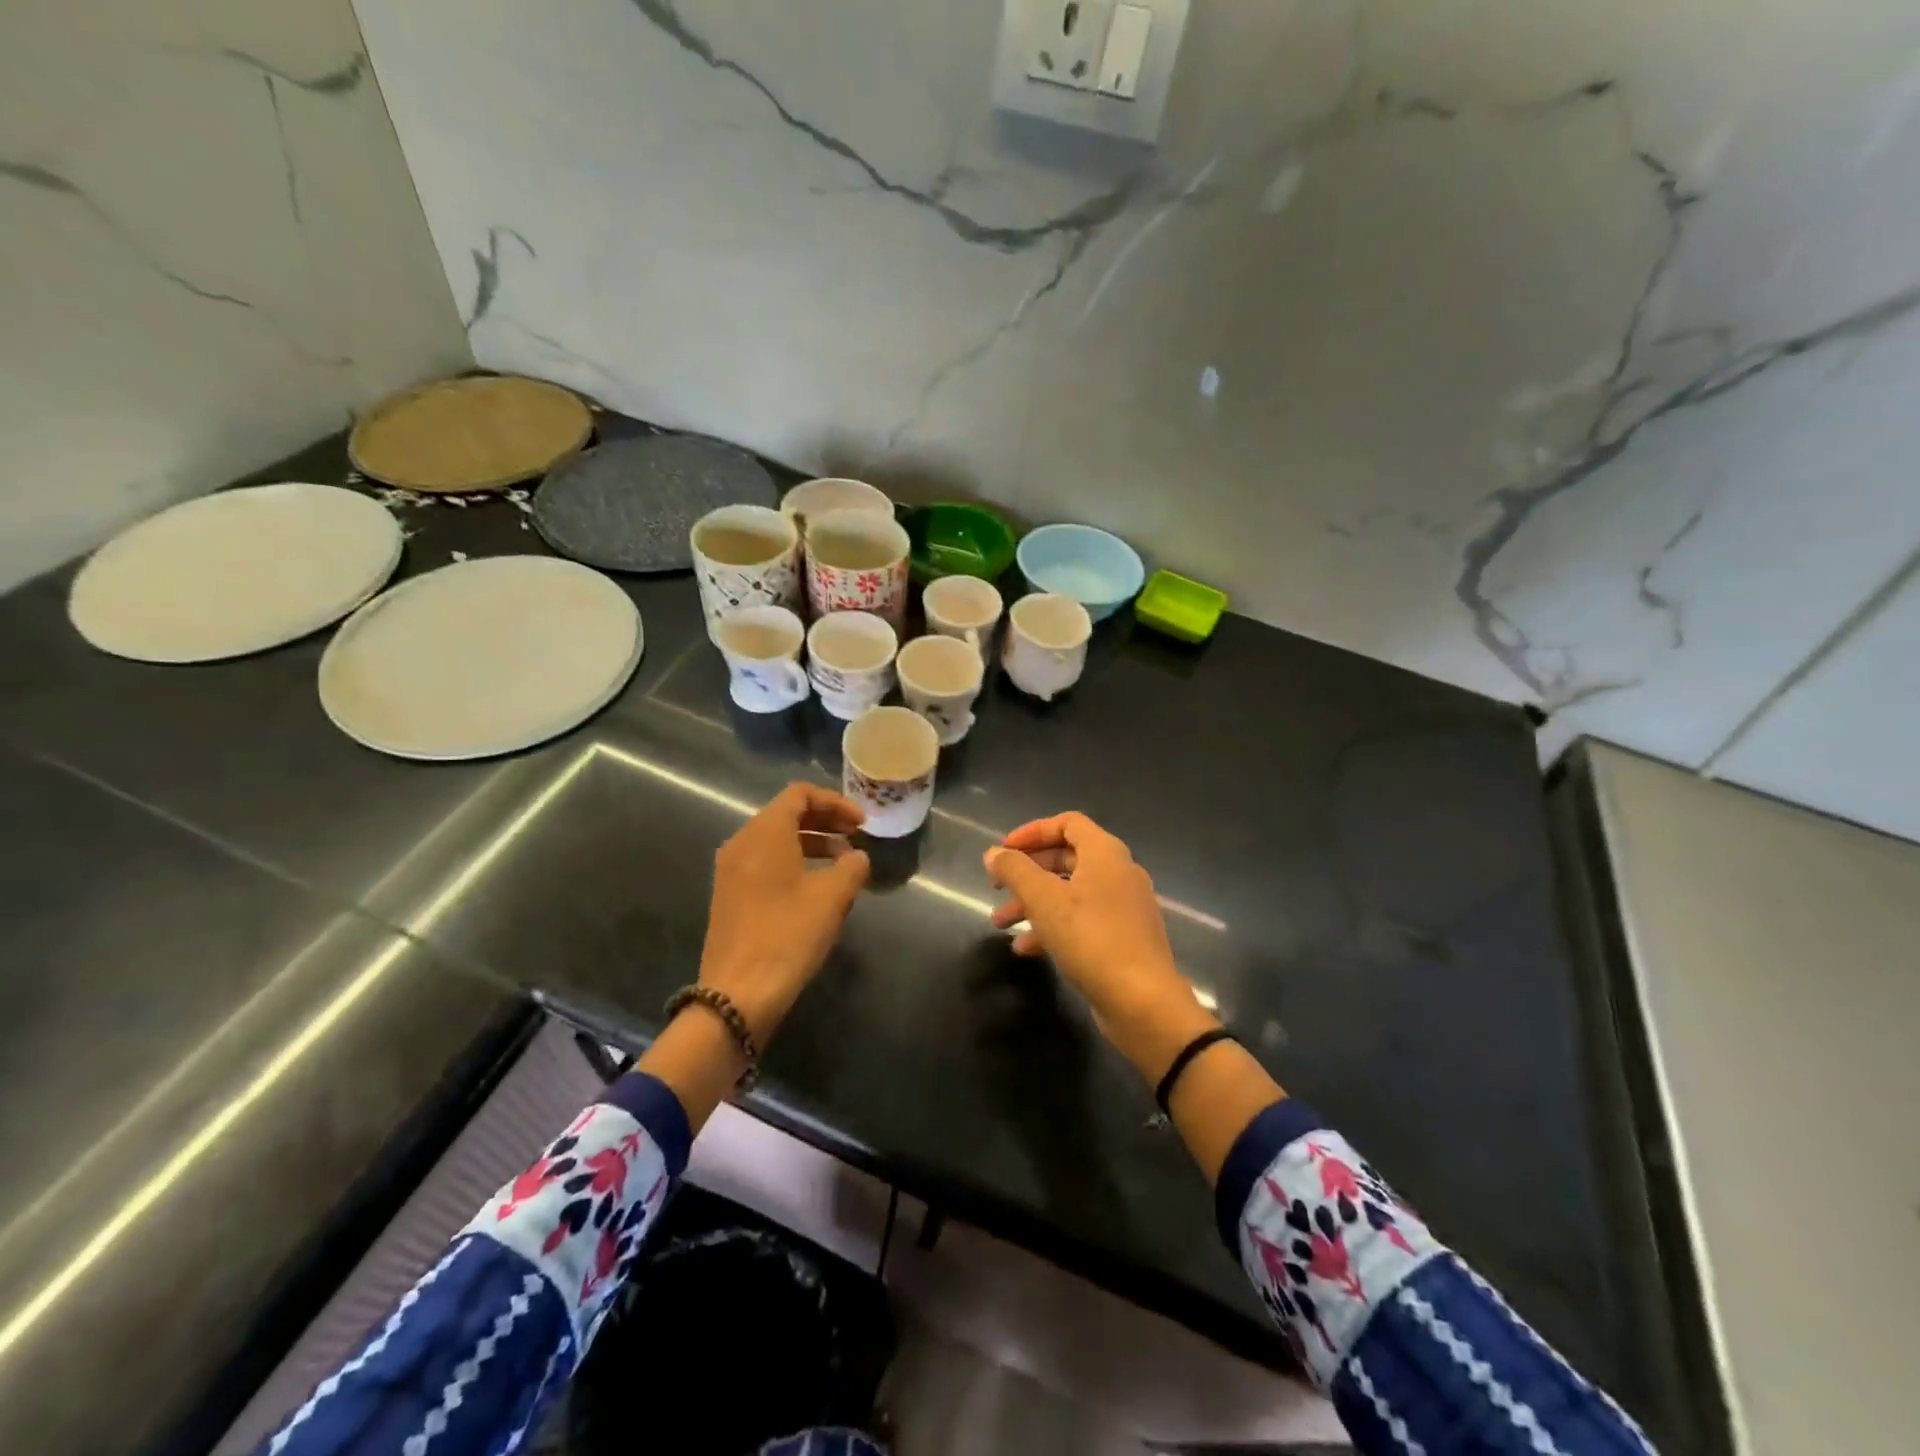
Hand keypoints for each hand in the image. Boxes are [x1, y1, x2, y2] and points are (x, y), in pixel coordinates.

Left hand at [698, 782, 870, 1042]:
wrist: (738, 993)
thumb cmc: (788, 935)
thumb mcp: (832, 897)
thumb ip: (852, 867)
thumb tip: (857, 858)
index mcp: (764, 833)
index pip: (800, 794)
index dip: (835, 802)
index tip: (861, 824)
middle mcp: (742, 842)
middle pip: (786, 813)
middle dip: (825, 821)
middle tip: (856, 837)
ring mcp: (731, 870)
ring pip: (776, 839)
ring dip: (812, 842)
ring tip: (843, 863)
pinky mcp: (730, 895)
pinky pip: (765, 861)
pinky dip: (794, 861)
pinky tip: (816, 886)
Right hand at [985, 812, 1217, 1080]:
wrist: (1143, 1002)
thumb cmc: (1091, 938)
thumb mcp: (1043, 900)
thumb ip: (1014, 870)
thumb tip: (993, 853)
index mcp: (1105, 854)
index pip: (1067, 823)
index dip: (1032, 831)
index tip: (1003, 851)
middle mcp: (1119, 873)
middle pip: (1066, 857)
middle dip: (1027, 872)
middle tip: (997, 886)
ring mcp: (1124, 908)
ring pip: (1070, 893)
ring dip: (1033, 903)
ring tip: (999, 924)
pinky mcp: (1123, 939)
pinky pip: (1082, 921)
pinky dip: (1053, 927)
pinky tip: (1026, 948)